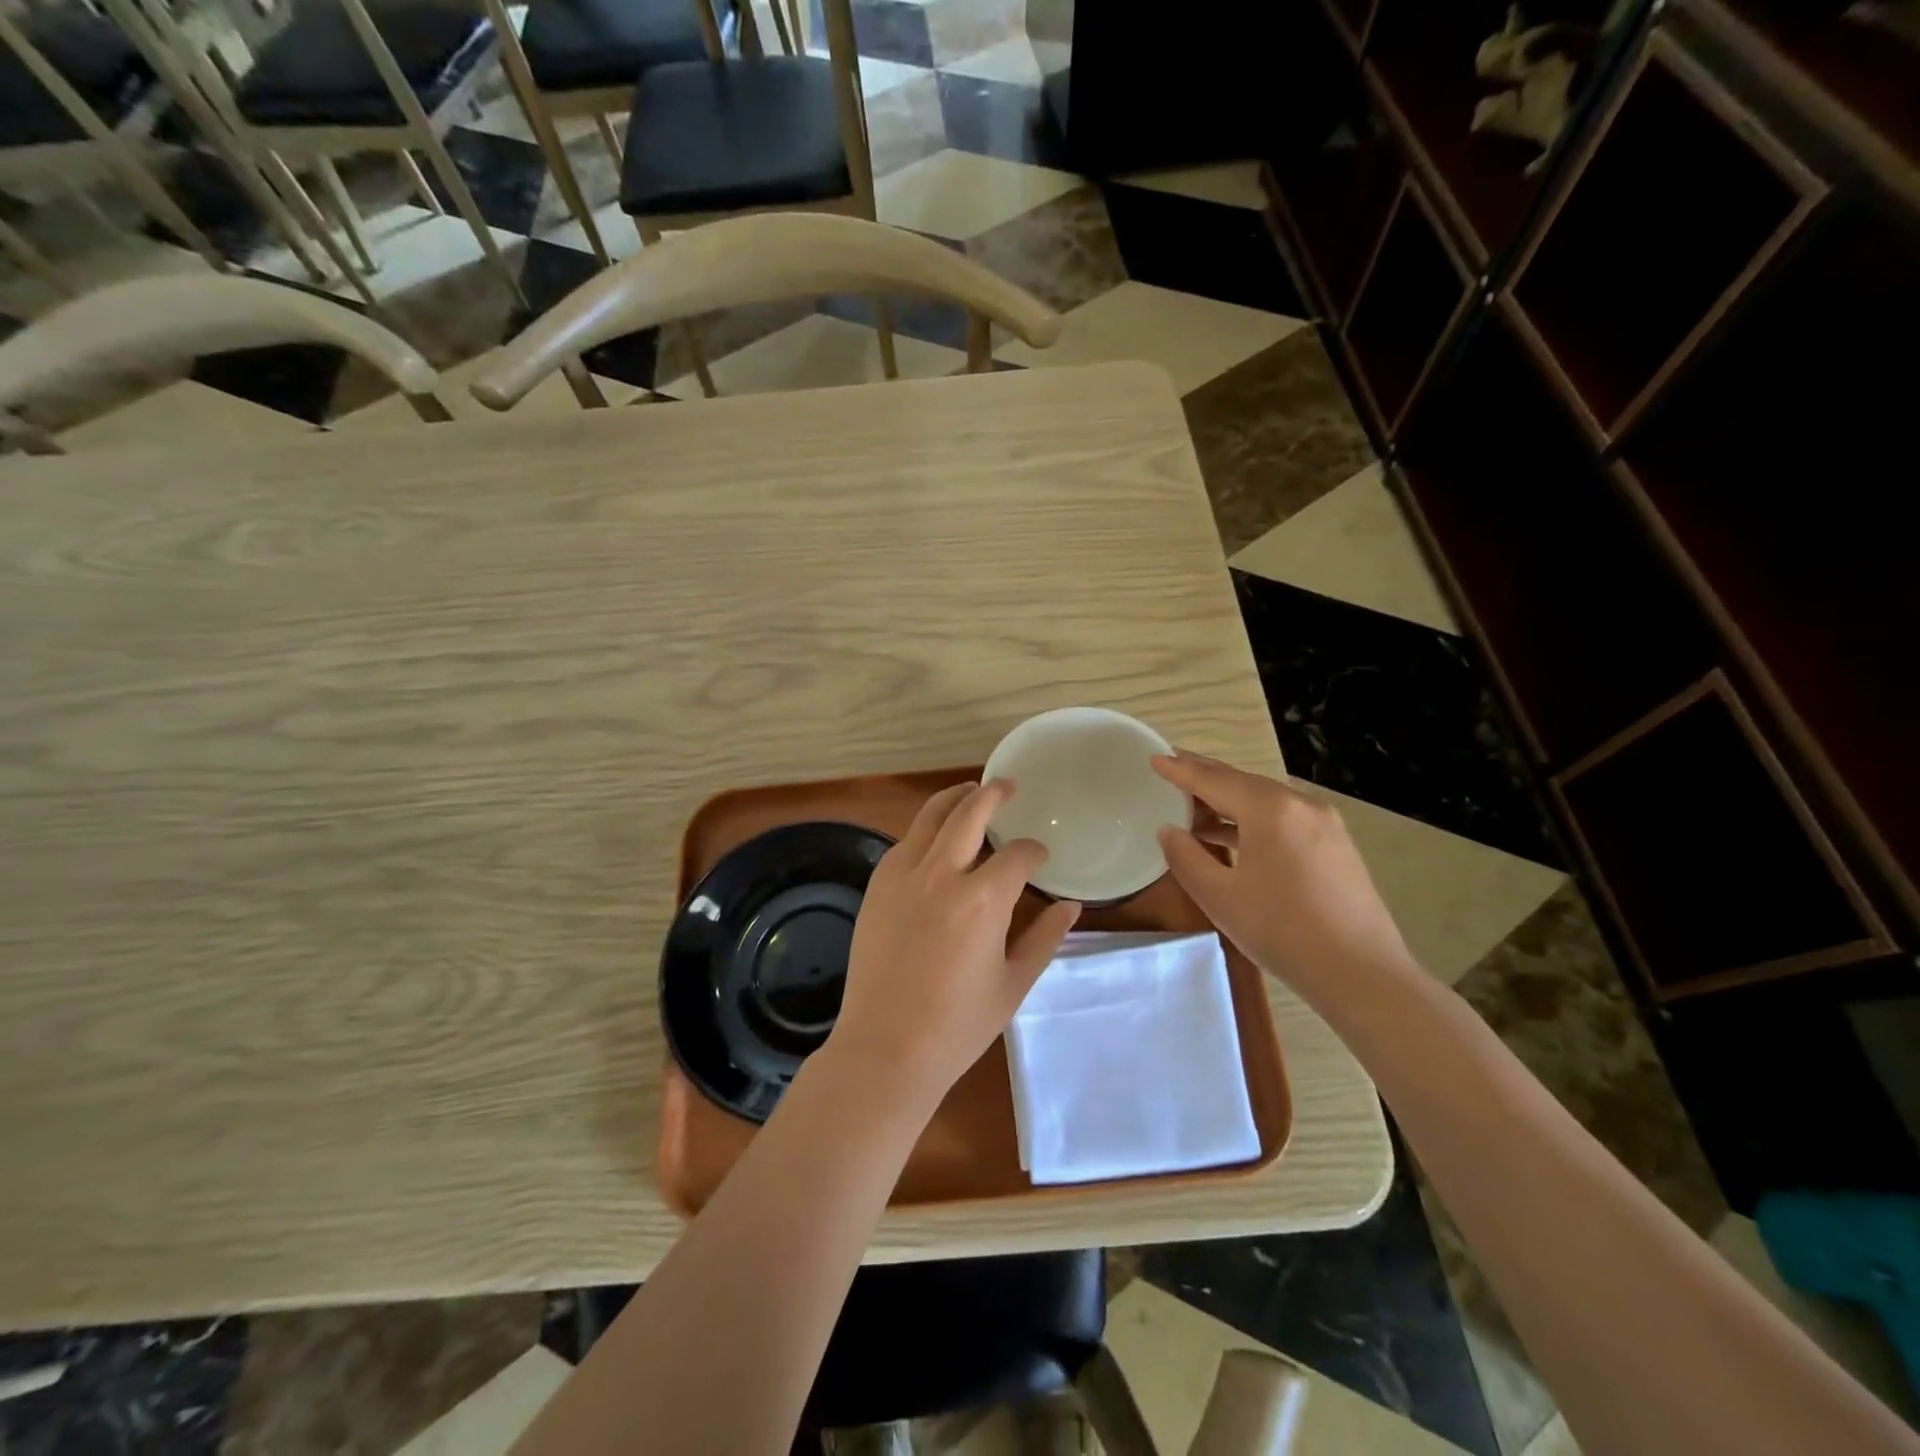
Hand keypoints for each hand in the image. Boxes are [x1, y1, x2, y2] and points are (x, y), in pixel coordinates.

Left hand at [828, 781, 1081, 1111]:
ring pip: (929, 817)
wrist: (885, 1048)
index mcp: (983, 900)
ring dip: (954, 799)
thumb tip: (1071, 906)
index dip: (1033, 851)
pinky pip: (904, 843)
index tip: (1039, 857)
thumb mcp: (1014, 984)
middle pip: (969, 812)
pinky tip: (935, 839)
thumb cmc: (958, 1025)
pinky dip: (924, 831)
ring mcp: (902, 876)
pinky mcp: (877, 887)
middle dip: (993, 793)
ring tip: (970, 792)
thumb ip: (1044, 938)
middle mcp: (942, 874)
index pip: (1017, 855)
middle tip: (1007, 786)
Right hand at [1152, 753, 1416, 994]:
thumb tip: (1169, 830)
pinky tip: (1233, 835)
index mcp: (1269, 810)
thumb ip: (1186, 857)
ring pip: (1265, 799)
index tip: (1154, 758)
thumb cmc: (1282, 931)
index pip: (1214, 780)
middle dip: (1205, 776)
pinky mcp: (1335, 844)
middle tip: (1172, 770)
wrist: (1361, 974)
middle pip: (1242, 782)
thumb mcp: (1219, 897)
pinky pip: (1284, 817)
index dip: (1180, 770)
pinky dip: (1253, 818)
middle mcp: (1300, 804)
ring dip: (1228, 800)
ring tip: (1194, 808)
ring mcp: (1324, 823)